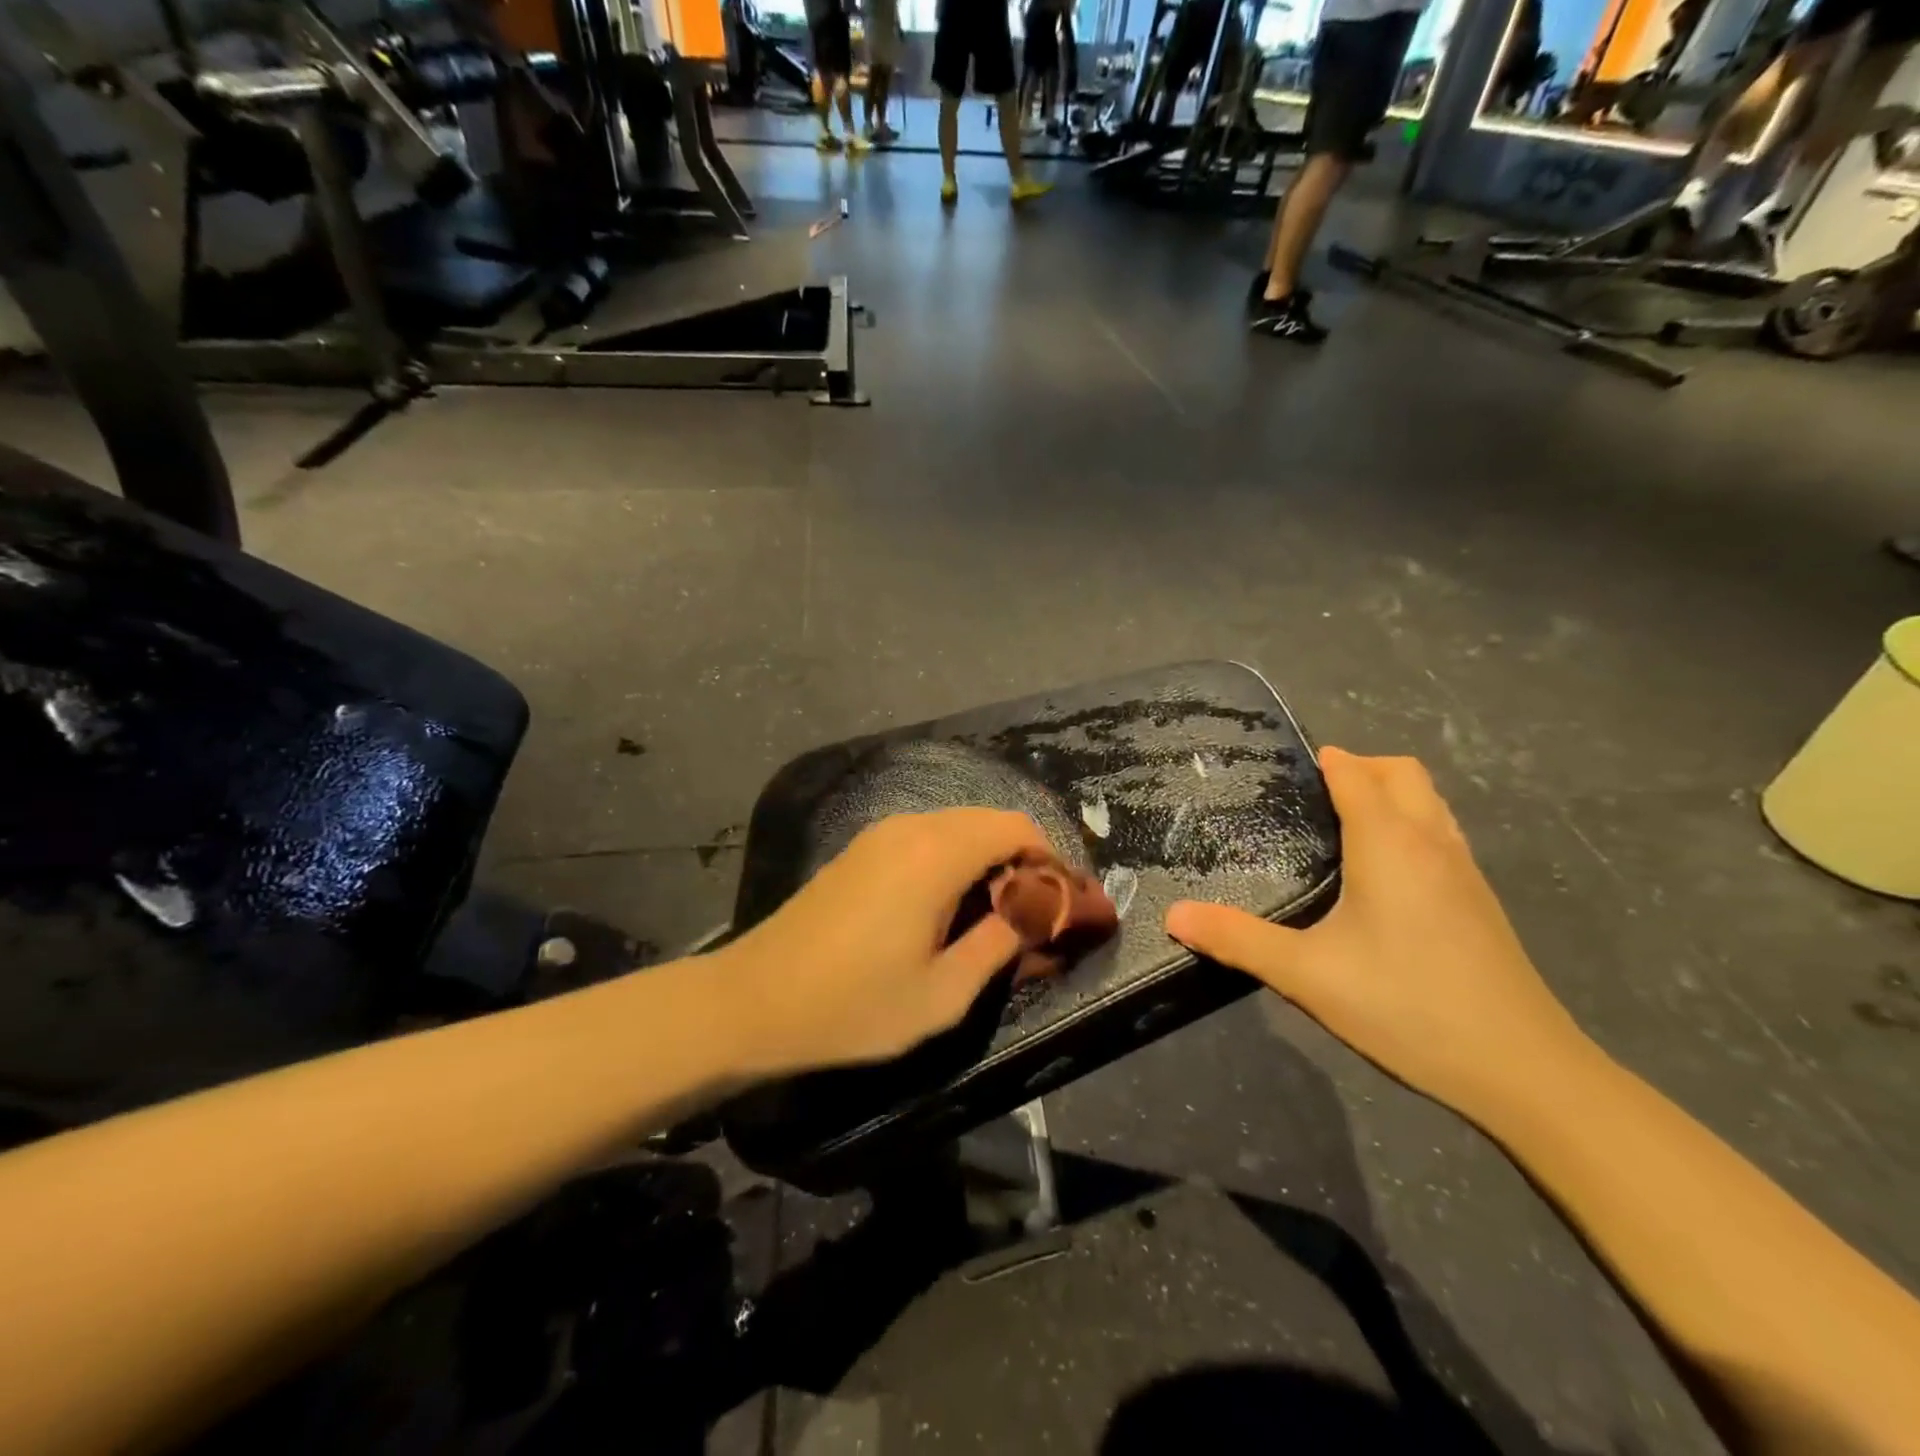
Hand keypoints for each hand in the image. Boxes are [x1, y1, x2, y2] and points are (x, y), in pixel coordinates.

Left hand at [719, 809, 1051, 1074]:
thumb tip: (1035, 914)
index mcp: (936, 853)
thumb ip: (999, 945)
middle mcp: (910, 827)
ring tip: (994, 918)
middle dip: (1021, 862)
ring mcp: (880, 835)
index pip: (1016, 827)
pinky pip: (925, 839)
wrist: (752, 1002)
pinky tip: (947, 910)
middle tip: (1033, 917)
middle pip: (988, 821)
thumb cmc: (853, 1006)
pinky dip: (953, 861)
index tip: (1062, 904)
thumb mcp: (943, 994)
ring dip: (987, 862)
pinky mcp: (860, 850)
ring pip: (956, 828)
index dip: (1050, 860)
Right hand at [1164, 748, 1590, 1115]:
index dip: (1325, 762)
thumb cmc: (1408, 1007)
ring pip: (1430, 802)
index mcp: (1390, 844)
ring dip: (1391, 794)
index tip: (1285, 768)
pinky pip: (1442, 834)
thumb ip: (1238, 939)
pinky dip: (1411, 825)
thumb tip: (1173, 915)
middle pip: (1403, 773)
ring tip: (1343, 825)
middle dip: (1360, 767)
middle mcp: (1432, 843)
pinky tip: (1384, 875)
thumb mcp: (1307, 975)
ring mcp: (1465, 871)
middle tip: (1312, 795)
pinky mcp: (1481, 902)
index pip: (1356, 775)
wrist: (1523, 1070)